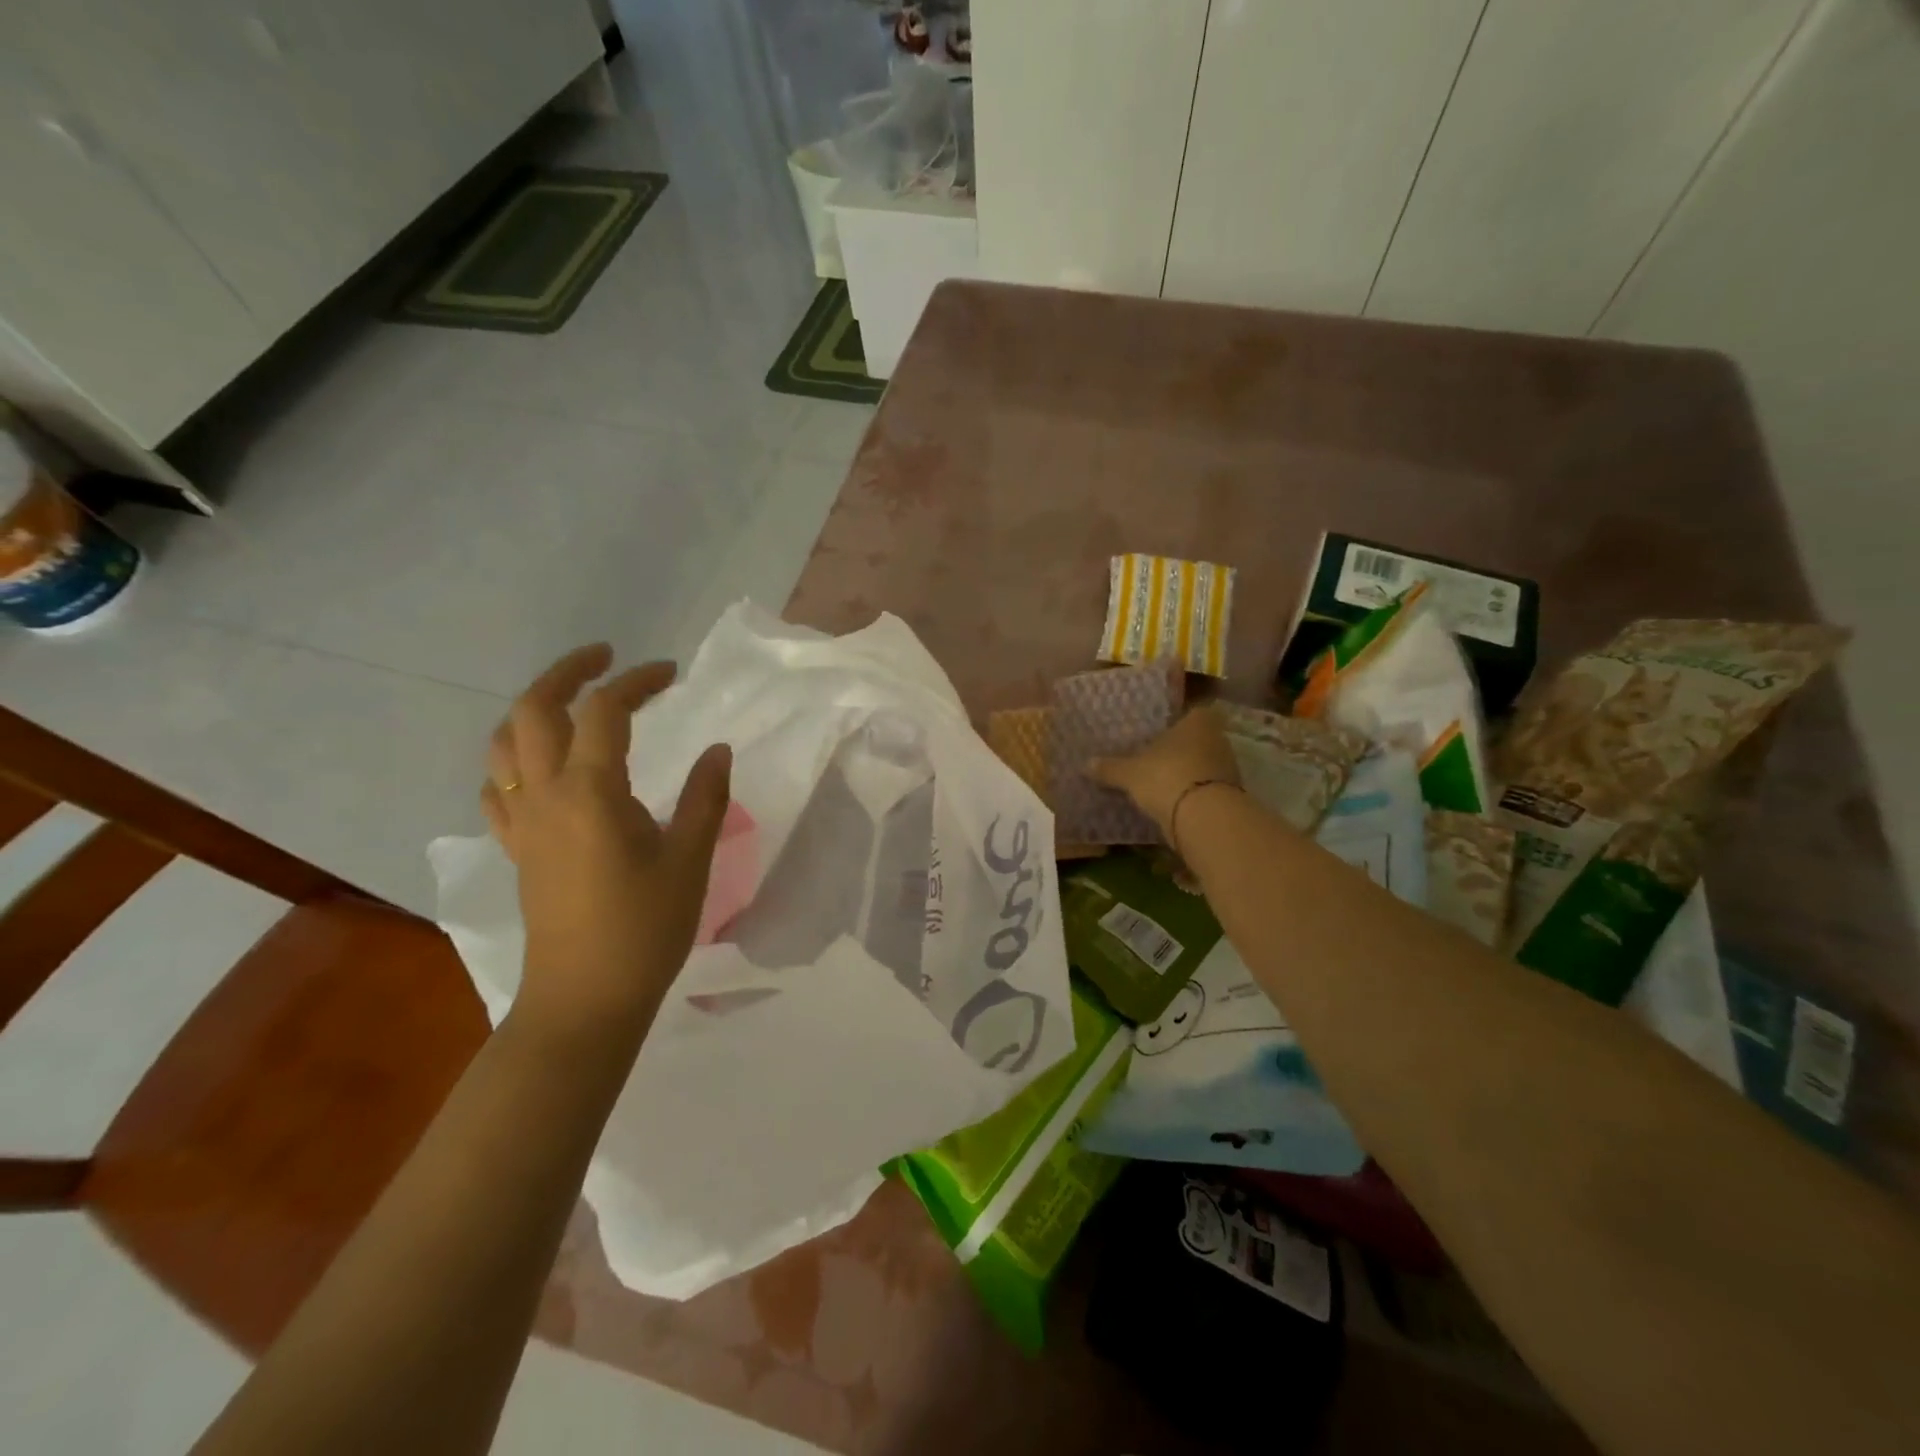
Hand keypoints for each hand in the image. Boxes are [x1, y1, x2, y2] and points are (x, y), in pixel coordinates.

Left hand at [482, 644, 731, 1043]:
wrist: (584, 999)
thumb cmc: (644, 930)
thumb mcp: (690, 861)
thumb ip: (705, 797)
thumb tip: (717, 749)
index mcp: (591, 792)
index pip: (604, 711)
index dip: (636, 681)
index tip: (670, 674)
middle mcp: (544, 795)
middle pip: (533, 710)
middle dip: (567, 672)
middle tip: (605, 658)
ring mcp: (522, 823)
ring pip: (503, 744)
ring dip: (533, 709)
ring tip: (571, 703)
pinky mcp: (518, 848)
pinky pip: (497, 787)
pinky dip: (514, 759)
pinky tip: (540, 766)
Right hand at [1091, 705, 1239, 838]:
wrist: (1204, 818)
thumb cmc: (1166, 777)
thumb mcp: (1130, 773)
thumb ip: (1110, 768)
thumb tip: (1085, 764)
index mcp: (1198, 722)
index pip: (1192, 712)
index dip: (1178, 721)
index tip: (1160, 732)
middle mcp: (1218, 739)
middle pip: (1197, 740)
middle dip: (1179, 749)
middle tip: (1154, 757)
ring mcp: (1228, 768)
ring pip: (1202, 764)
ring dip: (1186, 772)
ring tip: (1160, 782)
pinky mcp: (1230, 795)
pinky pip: (1205, 788)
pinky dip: (1192, 794)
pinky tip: (1173, 803)